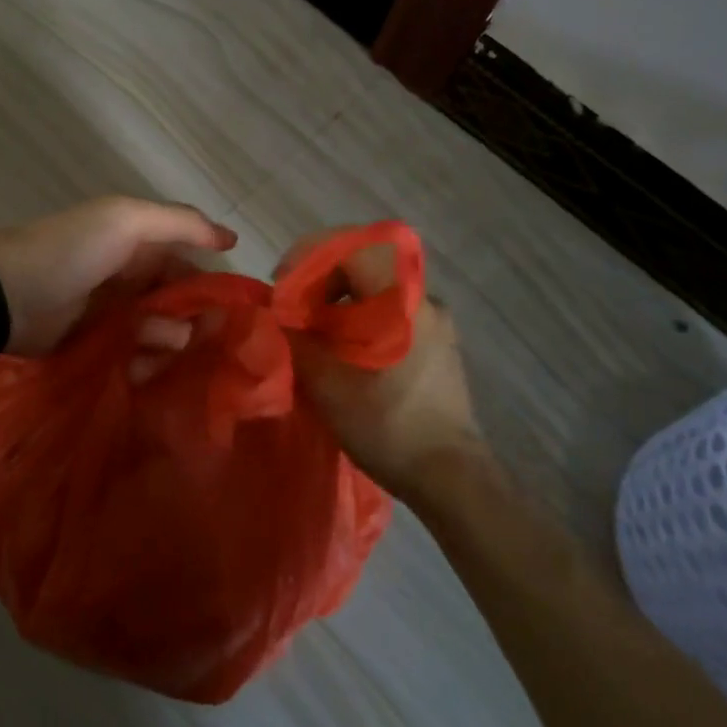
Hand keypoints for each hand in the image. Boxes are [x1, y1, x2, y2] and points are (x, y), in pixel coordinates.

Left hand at [0, 197, 236, 355]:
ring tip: (161, 348)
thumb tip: (231, 239)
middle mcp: (128, 276)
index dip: (208, 280)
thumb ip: (182, 224)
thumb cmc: (72, 250)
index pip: (186, 261)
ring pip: (158, 331)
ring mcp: (111, 313)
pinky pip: (133, 355)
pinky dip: (143, 361)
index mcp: (136, 242)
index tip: (230, 307)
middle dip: (192, 318)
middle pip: (175, 301)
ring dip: (167, 341)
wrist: (6, 293)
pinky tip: (142, 368)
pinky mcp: (96, 346)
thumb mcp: (127, 219)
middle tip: (202, 338)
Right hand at [277, 229, 490, 499]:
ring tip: (313, 331)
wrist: (451, 478)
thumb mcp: (327, 385)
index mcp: (402, 301)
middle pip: (364, 262)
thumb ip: (296, 340)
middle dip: (321, 277)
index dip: (309, 256)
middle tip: (294, 307)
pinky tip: (343, 349)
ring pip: (377, 287)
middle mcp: (424, 300)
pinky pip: (391, 309)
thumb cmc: (388, 426)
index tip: (283, 285)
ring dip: (339, 298)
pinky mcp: (437, 344)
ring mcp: (435, 322)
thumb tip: (275, 315)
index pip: (353, 247)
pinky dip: (360, 315)